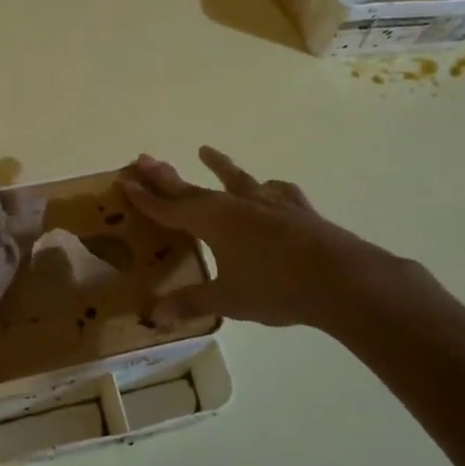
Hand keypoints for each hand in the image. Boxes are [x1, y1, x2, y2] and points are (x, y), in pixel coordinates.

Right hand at [121, 147, 457, 334]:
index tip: (123, 179)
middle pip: (193, 187)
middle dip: (166, 176)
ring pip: (236, 178)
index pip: (168, 207)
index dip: (144, 197)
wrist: (340, 279)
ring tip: (206, 150)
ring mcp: (269, 202)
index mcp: (212, 221)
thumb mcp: (227, 300)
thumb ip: (191, 302)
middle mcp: (236, 204)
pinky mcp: (298, 208)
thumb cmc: (275, 288)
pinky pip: (277, 192)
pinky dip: (268, 189)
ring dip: (219, 165)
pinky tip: (271, 188)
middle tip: (144, 158)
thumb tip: (154, 315)